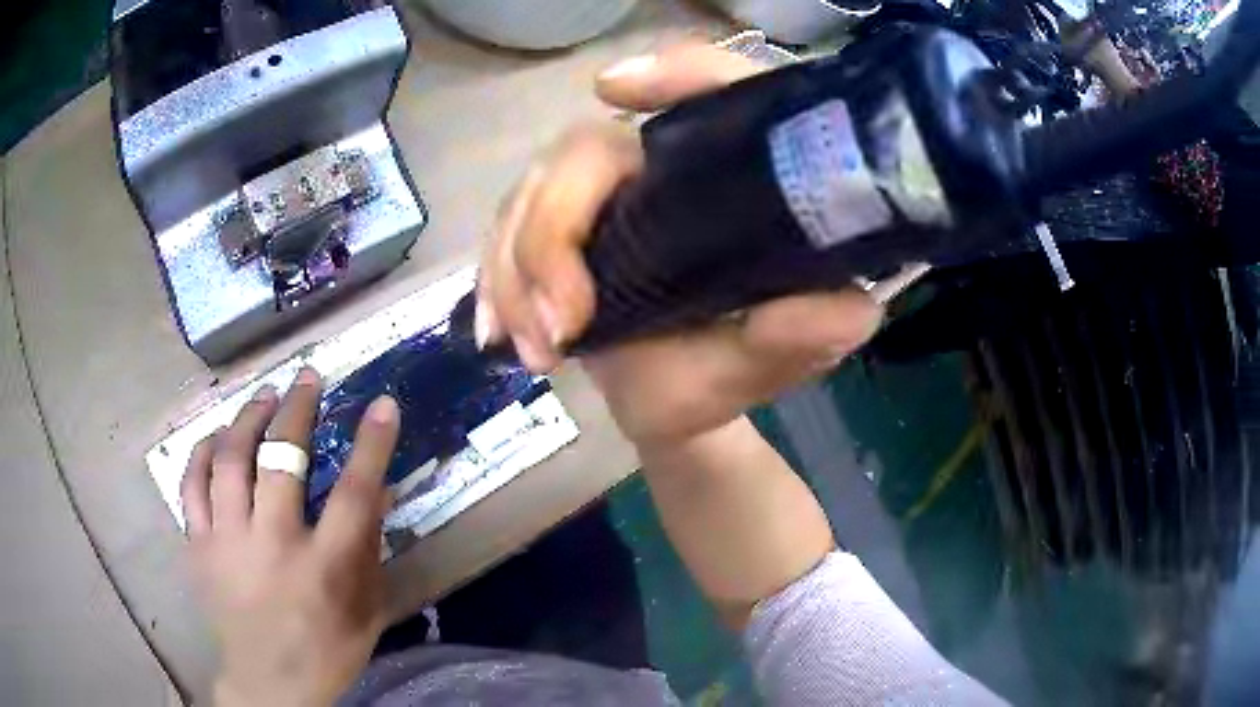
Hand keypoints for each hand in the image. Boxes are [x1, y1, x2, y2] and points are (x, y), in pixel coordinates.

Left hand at [180, 368, 399, 705]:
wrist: (268, 686)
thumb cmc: (326, 651)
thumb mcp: (366, 612)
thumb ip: (370, 551)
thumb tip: (379, 491)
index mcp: (323, 569)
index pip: (354, 493)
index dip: (371, 444)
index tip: (382, 404)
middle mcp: (272, 546)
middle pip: (282, 459)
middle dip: (298, 408)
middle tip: (308, 378)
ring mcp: (227, 543)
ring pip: (229, 459)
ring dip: (248, 418)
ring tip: (264, 396)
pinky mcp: (198, 547)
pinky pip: (192, 485)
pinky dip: (203, 453)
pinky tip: (216, 436)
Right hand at [476, 43, 883, 445]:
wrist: (671, 403)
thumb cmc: (729, 372)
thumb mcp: (776, 360)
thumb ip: (808, 335)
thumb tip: (850, 307)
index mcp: (731, 178)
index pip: (719, 91)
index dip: (676, 73)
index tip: (613, 88)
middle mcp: (663, 168)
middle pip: (587, 149)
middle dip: (555, 234)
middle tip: (561, 326)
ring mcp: (603, 196)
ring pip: (530, 190)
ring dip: (516, 271)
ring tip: (536, 352)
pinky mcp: (557, 228)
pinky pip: (503, 232)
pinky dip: (493, 281)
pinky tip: (496, 334)